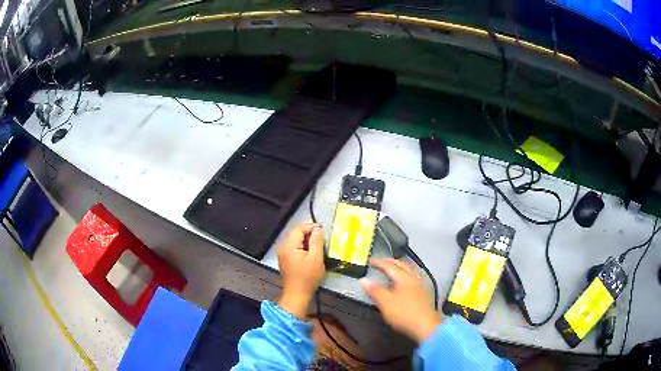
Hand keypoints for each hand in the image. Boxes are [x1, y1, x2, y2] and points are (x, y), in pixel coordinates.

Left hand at [277, 223, 325, 318]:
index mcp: (289, 245)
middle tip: (322, 237)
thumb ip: (317, 242)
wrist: (297, 294)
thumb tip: (318, 229)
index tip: (323, 229)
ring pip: (295, 240)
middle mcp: (283, 247)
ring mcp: (283, 254)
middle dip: (309, 233)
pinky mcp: (285, 260)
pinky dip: (303, 247)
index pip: (299, 229)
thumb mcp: (316, 258)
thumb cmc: (307, 277)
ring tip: (318, 245)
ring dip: (307, 240)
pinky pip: (294, 248)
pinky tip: (311, 252)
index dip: (311, 227)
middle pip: (296, 234)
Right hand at [361, 258, 440, 342]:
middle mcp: (413, 278)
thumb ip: (374, 291)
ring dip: (399, 267)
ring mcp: (420, 286)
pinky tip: (403, 281)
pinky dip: (405, 275)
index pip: (390, 266)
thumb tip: (363, 280)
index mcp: (404, 278)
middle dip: (391, 262)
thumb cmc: (403, 313)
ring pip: (409, 271)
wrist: (425, 326)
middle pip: (402, 266)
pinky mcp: (423, 294)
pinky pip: (412, 278)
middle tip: (382, 262)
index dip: (380, 263)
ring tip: (392, 269)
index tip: (371, 261)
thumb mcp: (385, 302)